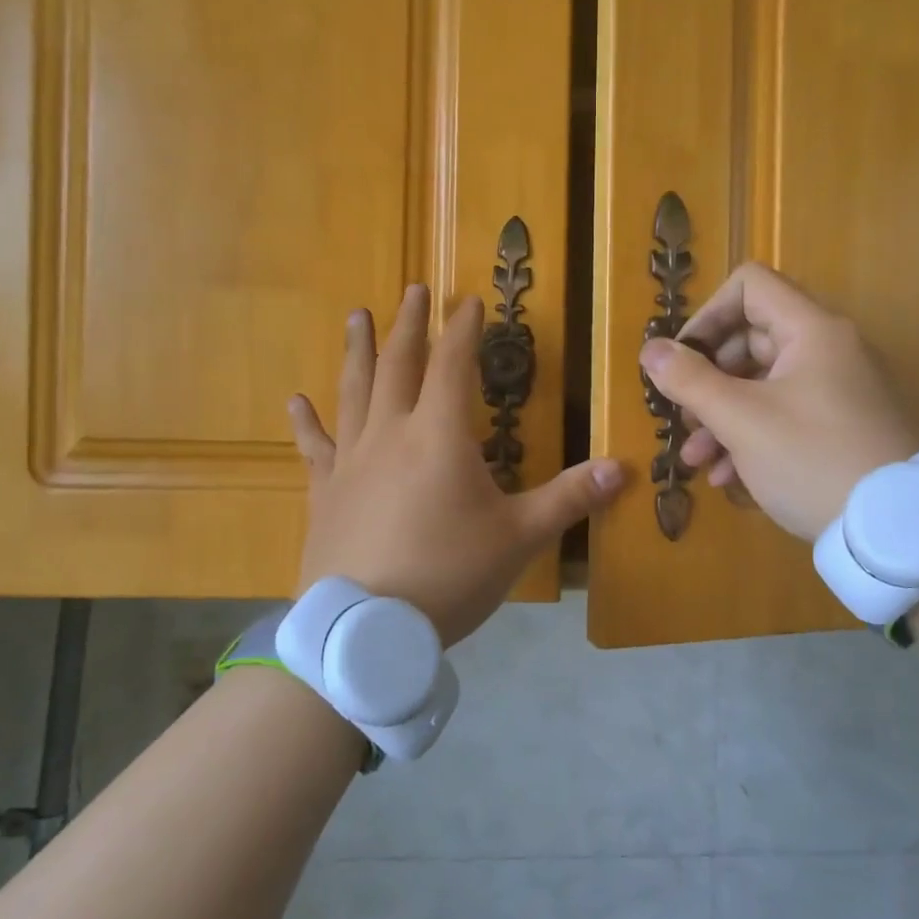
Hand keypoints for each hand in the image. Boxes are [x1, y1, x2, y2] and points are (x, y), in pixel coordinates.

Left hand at [289, 284, 625, 646]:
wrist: (367, 629)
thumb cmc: (449, 575)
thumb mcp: (519, 538)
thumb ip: (569, 498)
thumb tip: (623, 469)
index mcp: (440, 435)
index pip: (453, 365)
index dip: (463, 330)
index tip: (469, 300)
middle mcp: (391, 433)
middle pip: (399, 364)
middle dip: (410, 324)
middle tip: (414, 289)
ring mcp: (351, 460)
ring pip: (354, 390)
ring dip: (358, 350)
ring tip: (356, 316)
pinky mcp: (324, 491)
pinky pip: (314, 446)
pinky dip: (306, 422)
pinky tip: (295, 402)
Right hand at [639, 263, 918, 541]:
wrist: (898, 530)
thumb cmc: (812, 460)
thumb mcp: (741, 421)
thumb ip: (690, 380)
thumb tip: (650, 350)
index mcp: (811, 331)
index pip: (750, 286)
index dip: (708, 315)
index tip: (683, 359)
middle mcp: (828, 350)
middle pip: (751, 338)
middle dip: (707, 378)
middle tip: (685, 417)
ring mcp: (837, 390)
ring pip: (763, 384)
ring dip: (721, 416)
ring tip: (695, 458)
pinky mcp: (841, 427)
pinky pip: (785, 414)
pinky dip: (751, 436)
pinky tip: (726, 476)